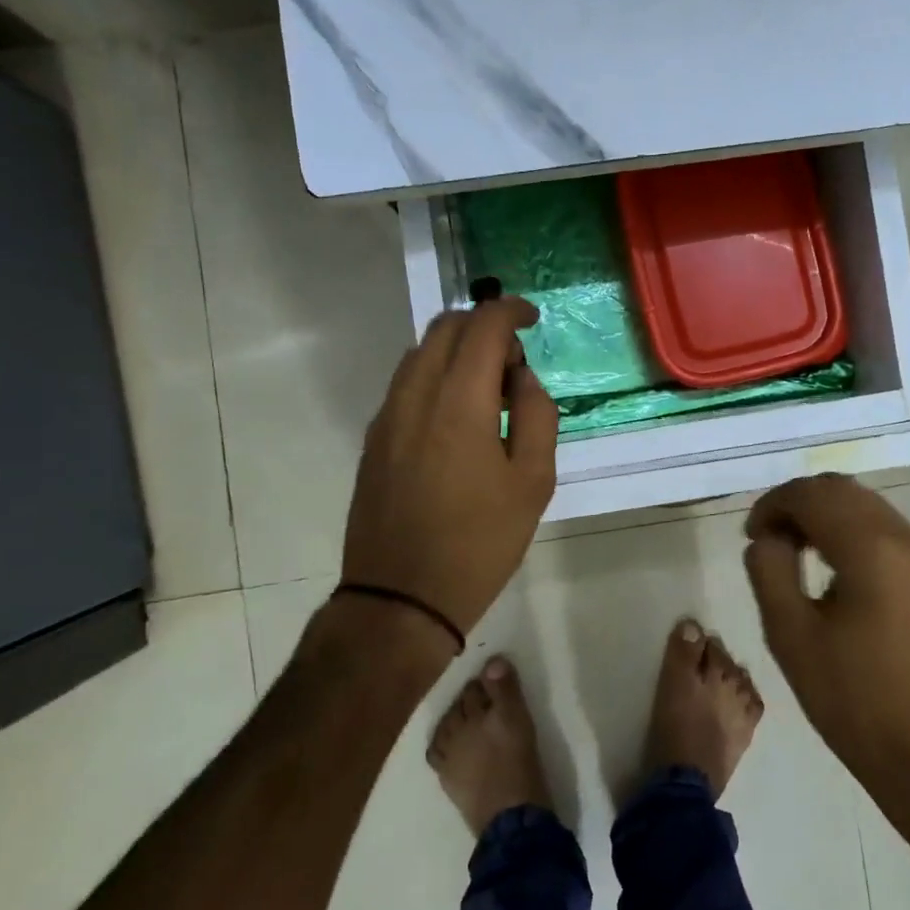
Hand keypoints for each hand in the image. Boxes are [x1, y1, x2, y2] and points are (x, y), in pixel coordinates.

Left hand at [342, 298, 557, 635]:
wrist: (401, 598)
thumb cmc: (479, 543)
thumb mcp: (533, 483)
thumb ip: (536, 416)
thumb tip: (522, 379)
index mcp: (458, 403)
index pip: (482, 326)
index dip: (510, 311)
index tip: (532, 319)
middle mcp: (415, 396)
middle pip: (444, 328)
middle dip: (483, 325)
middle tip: (514, 362)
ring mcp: (386, 417)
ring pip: (420, 353)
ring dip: (457, 351)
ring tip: (488, 391)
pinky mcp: (373, 440)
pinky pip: (405, 384)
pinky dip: (435, 376)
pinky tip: (457, 416)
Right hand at [743, 474, 909, 813]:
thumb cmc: (852, 699)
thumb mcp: (790, 635)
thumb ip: (769, 571)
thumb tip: (768, 539)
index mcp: (871, 549)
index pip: (813, 495)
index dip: (773, 504)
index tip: (751, 535)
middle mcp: (907, 540)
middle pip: (843, 490)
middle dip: (799, 503)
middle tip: (769, 538)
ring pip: (868, 507)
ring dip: (827, 515)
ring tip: (797, 552)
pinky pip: (888, 533)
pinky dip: (853, 533)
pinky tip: (835, 571)